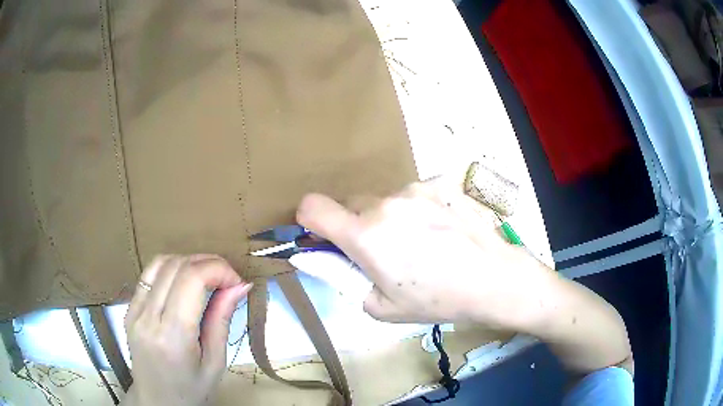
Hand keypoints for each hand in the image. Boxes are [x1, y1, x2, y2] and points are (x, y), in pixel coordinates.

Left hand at [122, 255, 251, 405]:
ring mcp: (134, 311)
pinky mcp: (129, 308)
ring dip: (189, 261)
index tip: (237, 281)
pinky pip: (149, 274)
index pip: (191, 279)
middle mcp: (148, 317)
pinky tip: (184, 282)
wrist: (157, 402)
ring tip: (208, 277)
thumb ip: (222, 321)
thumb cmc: (191, 390)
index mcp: (172, 337)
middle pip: (176, 266)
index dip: (218, 269)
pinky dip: (171, 268)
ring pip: (161, 263)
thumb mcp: (215, 363)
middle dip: (207, 262)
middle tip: (228, 278)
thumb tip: (239, 286)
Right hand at [296, 178, 553, 327]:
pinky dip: (414, 210)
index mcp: (366, 235)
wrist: (495, 278)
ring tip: (419, 243)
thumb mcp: (381, 306)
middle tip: (380, 251)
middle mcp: (385, 202)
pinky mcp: (439, 183)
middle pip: (350, 204)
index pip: (312, 207)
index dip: (308, 220)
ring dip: (387, 218)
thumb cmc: (437, 300)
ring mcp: (415, 188)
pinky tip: (439, 230)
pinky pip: (412, 195)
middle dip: (355, 225)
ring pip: (382, 199)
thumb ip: (344, 278)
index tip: (321, 237)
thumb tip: (322, 258)